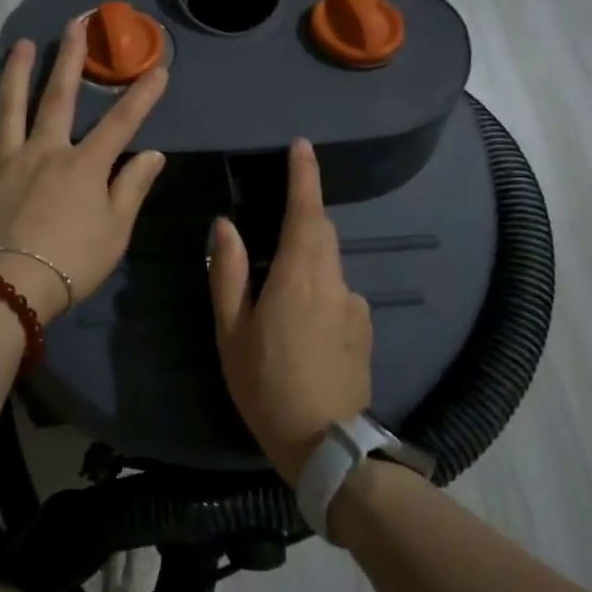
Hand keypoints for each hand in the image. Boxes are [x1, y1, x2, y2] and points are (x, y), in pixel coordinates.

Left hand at [0, 19, 168, 321]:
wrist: (5, 289)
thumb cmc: (70, 264)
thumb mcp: (115, 232)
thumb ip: (132, 188)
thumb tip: (153, 154)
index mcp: (83, 165)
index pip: (121, 122)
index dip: (142, 94)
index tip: (159, 68)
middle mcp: (44, 151)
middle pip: (58, 96)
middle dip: (70, 57)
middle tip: (74, 24)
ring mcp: (5, 160)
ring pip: (10, 105)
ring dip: (17, 71)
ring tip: (21, 45)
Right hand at [209, 138, 371, 482]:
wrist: (326, 445)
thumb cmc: (266, 385)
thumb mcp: (231, 331)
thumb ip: (229, 273)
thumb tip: (226, 226)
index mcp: (298, 278)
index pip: (306, 212)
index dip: (305, 176)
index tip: (302, 146)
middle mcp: (335, 282)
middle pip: (321, 233)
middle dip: (302, 219)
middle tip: (270, 234)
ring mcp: (356, 306)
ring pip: (329, 265)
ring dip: (306, 264)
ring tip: (278, 304)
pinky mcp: (365, 329)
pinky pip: (338, 294)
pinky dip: (319, 293)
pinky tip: (302, 332)